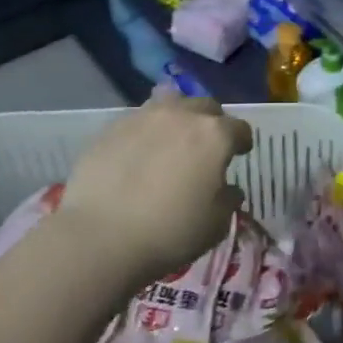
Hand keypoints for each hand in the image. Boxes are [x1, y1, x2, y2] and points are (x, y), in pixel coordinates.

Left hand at [56, 91, 253, 288]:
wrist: (100, 238)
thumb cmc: (170, 232)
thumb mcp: (217, 223)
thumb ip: (228, 199)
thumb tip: (227, 189)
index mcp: (215, 135)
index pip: (240, 128)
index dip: (242, 142)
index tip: (240, 154)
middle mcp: (182, 115)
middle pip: (206, 107)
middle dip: (212, 122)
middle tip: (206, 146)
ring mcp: (143, 118)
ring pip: (169, 103)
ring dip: (177, 118)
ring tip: (170, 140)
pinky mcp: (110, 129)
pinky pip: (137, 121)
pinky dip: (145, 132)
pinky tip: (138, 155)